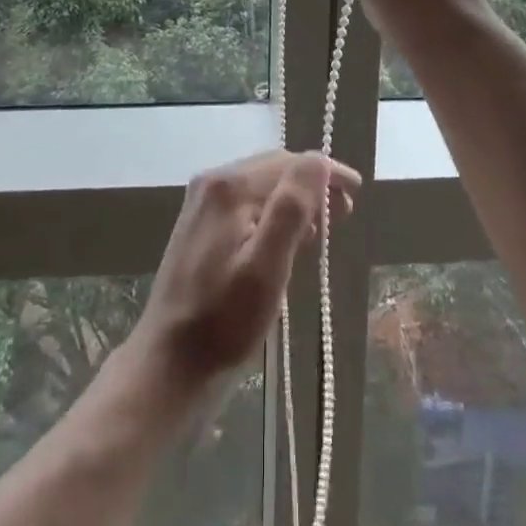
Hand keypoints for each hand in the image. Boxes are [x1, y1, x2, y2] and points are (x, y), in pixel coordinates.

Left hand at [125, 150, 359, 402]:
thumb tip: (318, 161)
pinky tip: (286, 236)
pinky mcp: (200, 223)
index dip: (326, 173)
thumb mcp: (266, 268)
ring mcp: (203, 201)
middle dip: (312, 185)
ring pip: (262, 183)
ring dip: (294, 198)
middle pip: (275, 167)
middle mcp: (213, 181)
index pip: (290, 162)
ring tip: (321, 228)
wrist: (169, 364)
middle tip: (344, 215)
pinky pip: (247, 201)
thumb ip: (291, 208)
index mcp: (230, 186)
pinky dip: (273, 210)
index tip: (356, 192)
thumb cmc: (224, 322)